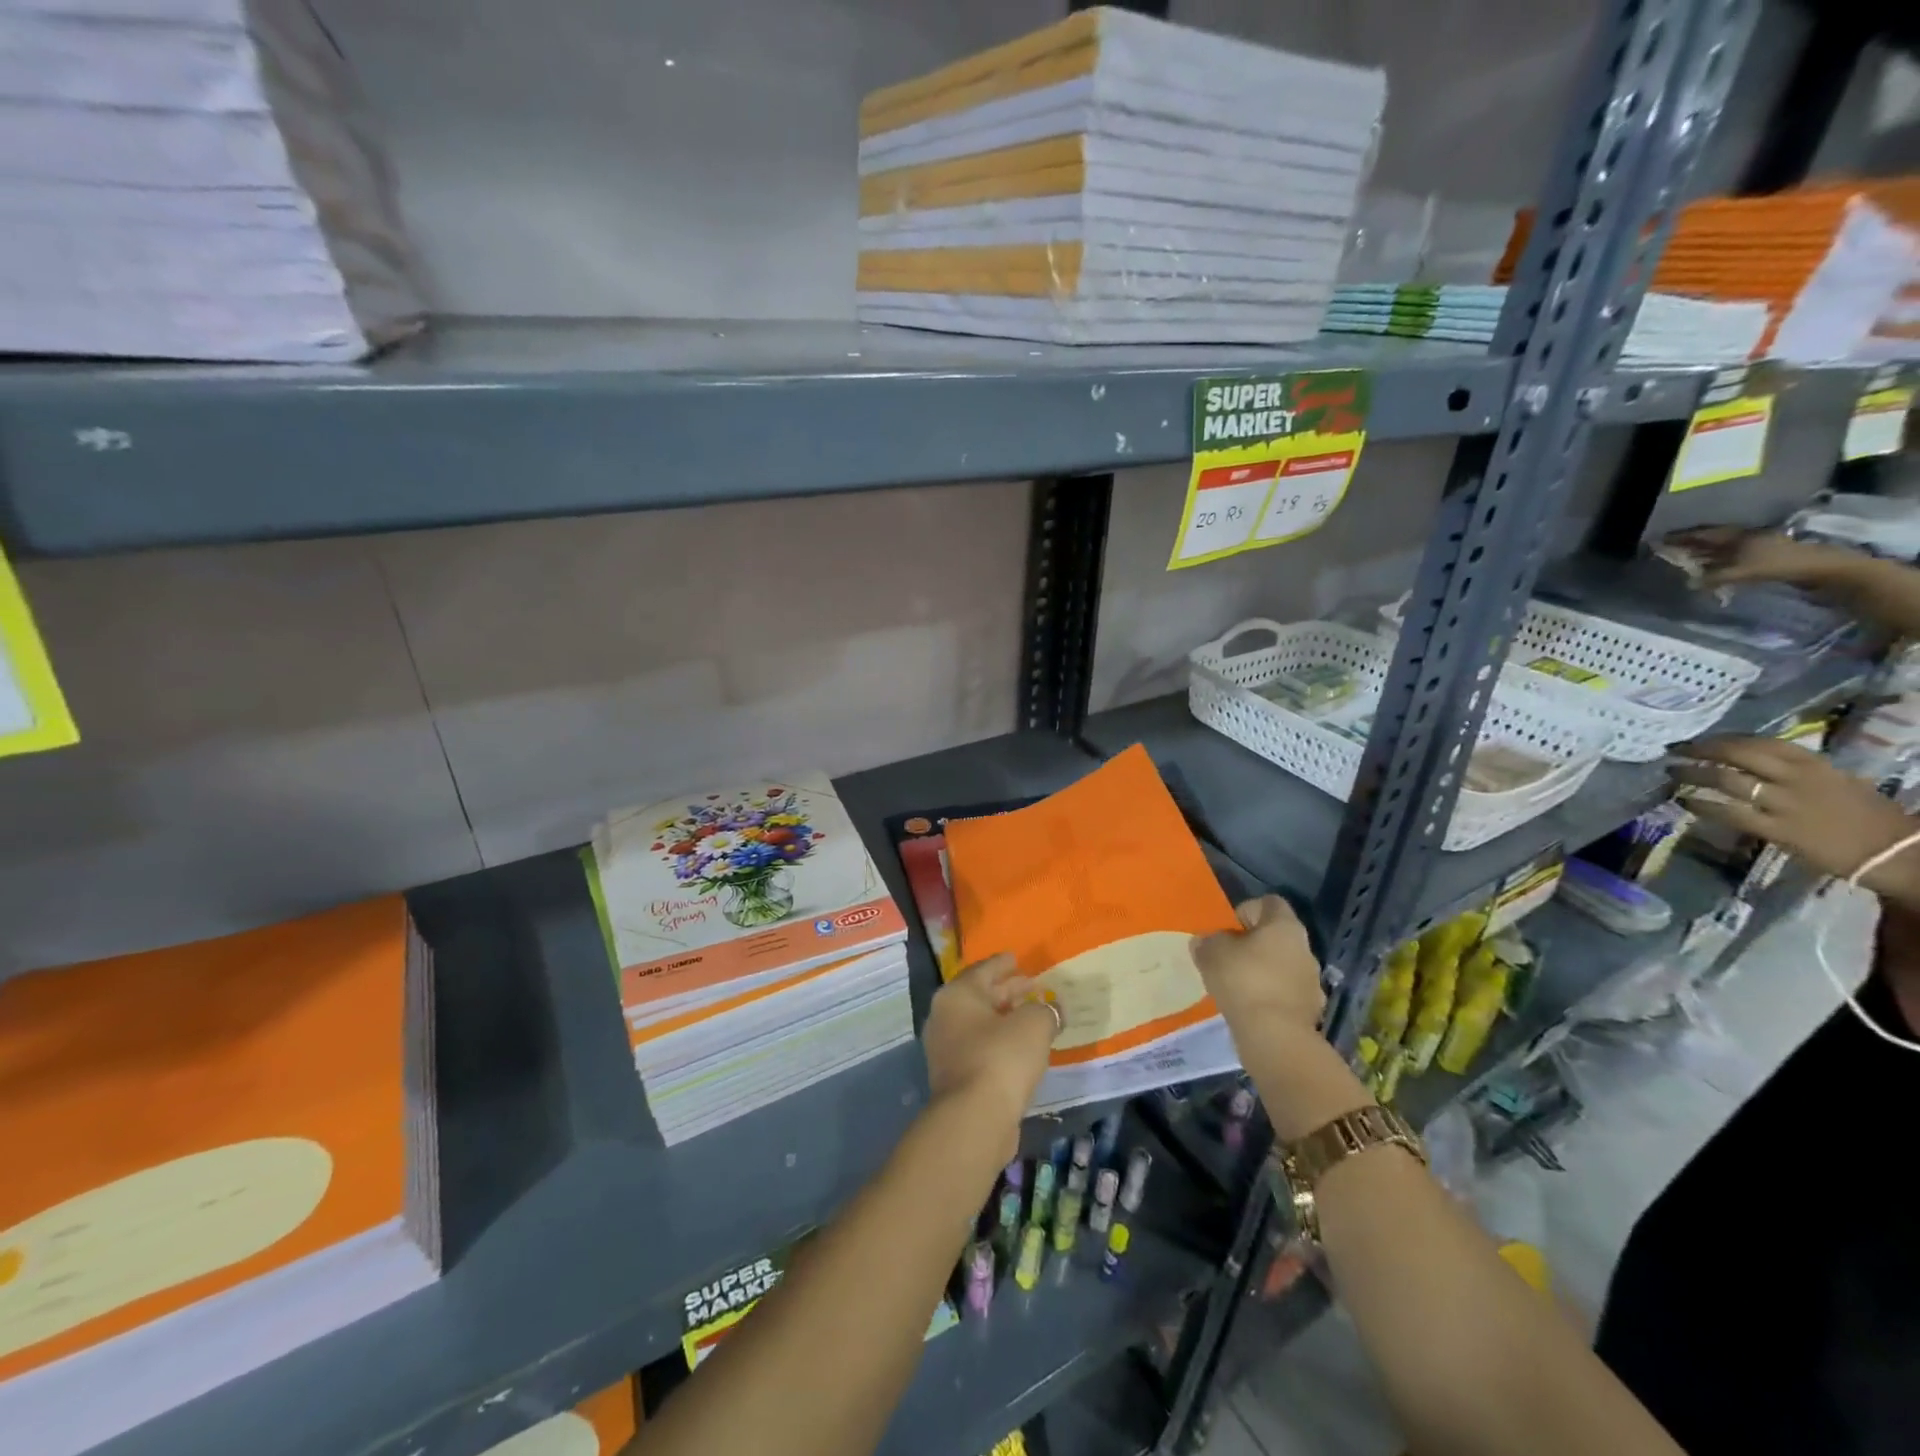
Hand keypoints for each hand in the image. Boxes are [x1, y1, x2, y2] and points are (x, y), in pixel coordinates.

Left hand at [921, 952, 1058, 1143]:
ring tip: (1032, 1015)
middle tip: (1031, 985)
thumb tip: (1052, 1009)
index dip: (1003, 963)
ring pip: (980, 1024)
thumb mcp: (1034, 1024)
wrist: (975, 1118)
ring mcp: (946, 1048)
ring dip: (1005, 1018)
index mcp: (957, 994)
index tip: (1017, 959)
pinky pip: (981, 1047)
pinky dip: (1000, 1042)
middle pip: (980, 996)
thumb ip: (1045, 1010)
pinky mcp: (955, 1076)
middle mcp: (945, 1016)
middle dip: (1007, 990)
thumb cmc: (1002, 1057)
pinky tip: (1022, 1047)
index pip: (983, 969)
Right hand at [1191, 895, 1324, 1035]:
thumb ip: (1207, 941)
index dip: (1246, 910)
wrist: (1274, 1037)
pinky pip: (1286, 993)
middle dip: (1252, 944)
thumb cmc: (1243, 981)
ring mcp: (1312, 981)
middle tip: (1227, 958)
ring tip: (1236, 986)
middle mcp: (1305, 948)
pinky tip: (1250, 1007)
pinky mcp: (1310, 1010)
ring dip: (1263, 971)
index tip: (1227, 929)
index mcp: (1285, 926)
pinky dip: (1270, 996)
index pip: (1269, 902)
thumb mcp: (1212, 954)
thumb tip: (1205, 940)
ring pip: (1282, 965)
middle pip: (1276, 936)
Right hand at [1662, 527, 1858, 590]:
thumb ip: (1712, 578)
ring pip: (1720, 549)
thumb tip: (1688, 584)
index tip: (1660, 540)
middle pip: (1711, 540)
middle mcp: (1744, 537)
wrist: (1818, 567)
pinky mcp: (1761, 556)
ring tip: (1684, 560)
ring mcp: (1754, 546)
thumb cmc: (1777, 565)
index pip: (1702, 535)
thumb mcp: (1740, 572)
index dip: (1681, 537)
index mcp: (1737, 536)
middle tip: (1668, 550)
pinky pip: (1730, 557)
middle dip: (1689, 545)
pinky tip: (1708, 568)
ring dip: (1702, 554)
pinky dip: (1715, 562)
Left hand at [1671, 735, 1919, 890]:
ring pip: (1726, 780)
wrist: (1895, 852)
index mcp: (1815, 764)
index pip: (1761, 742)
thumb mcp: (1836, 780)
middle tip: (1676, 751)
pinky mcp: (1776, 830)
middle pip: (1738, 754)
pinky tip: (1683, 802)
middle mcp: (1796, 778)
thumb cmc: (1868, 815)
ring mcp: (1784, 804)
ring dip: (1693, 775)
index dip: (1724, 739)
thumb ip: (1796, 771)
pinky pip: (1729, 813)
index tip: (1700, 741)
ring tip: (1671, 773)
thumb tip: (1754, 764)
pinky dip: (1701, 806)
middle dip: (1701, 750)